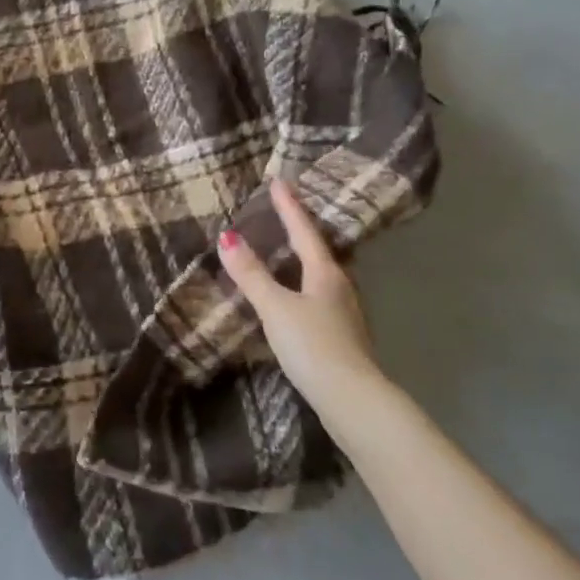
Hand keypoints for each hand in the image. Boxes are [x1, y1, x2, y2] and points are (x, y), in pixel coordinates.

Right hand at [218, 179, 385, 401]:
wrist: (352, 399)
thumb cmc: (313, 345)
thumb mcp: (276, 307)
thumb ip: (252, 274)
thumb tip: (227, 236)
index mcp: (325, 273)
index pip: (304, 230)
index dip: (289, 206)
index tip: (278, 181)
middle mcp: (341, 286)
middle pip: (320, 250)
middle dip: (301, 230)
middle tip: (284, 213)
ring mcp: (345, 313)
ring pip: (323, 275)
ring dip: (304, 259)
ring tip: (287, 252)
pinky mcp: (343, 337)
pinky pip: (321, 297)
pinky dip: (304, 286)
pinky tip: (297, 298)